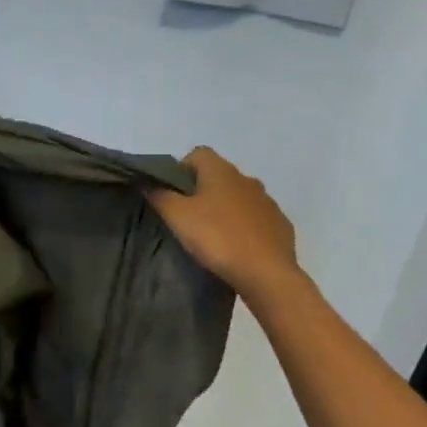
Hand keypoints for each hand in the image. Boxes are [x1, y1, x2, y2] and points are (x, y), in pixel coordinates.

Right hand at [148, 147, 298, 297]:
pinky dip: (245, 227)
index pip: (198, 154)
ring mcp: (267, 201)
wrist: (265, 272)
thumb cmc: (217, 238)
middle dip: (203, 191)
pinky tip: (237, 247)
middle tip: (188, 218)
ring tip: (213, 235)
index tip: (172, 195)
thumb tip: (146, 181)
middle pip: (218, 176)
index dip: (181, 170)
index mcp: (221, 171)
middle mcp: (247, 179)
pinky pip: (256, 218)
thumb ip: (159, 195)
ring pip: (239, 197)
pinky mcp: (280, 224)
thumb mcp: (177, 217)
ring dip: (225, 209)